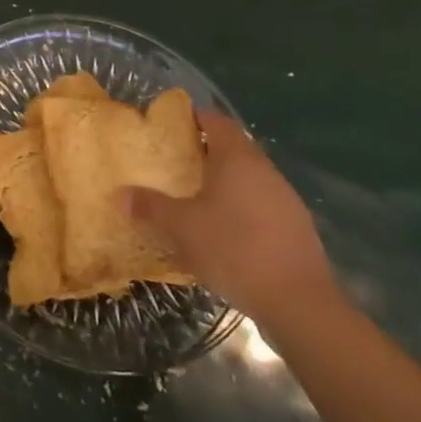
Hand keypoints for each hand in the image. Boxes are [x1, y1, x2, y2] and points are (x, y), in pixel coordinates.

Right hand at [119, 111, 334, 326]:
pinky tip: (226, 231)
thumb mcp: (182, 228)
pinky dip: (242, 207)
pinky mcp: (297, 227)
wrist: (299, 303)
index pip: (215, 120)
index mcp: (236, 158)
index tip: (171, 126)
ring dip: (225, 182)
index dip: (194, 118)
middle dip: (205, 152)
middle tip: (176, 163)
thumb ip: (150, 207)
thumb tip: (120, 195)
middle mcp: (264, 169)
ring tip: (196, 197)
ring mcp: (285, 198)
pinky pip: (262, 203)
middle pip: (233, 147)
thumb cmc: (234, 249)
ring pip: (249, 177)